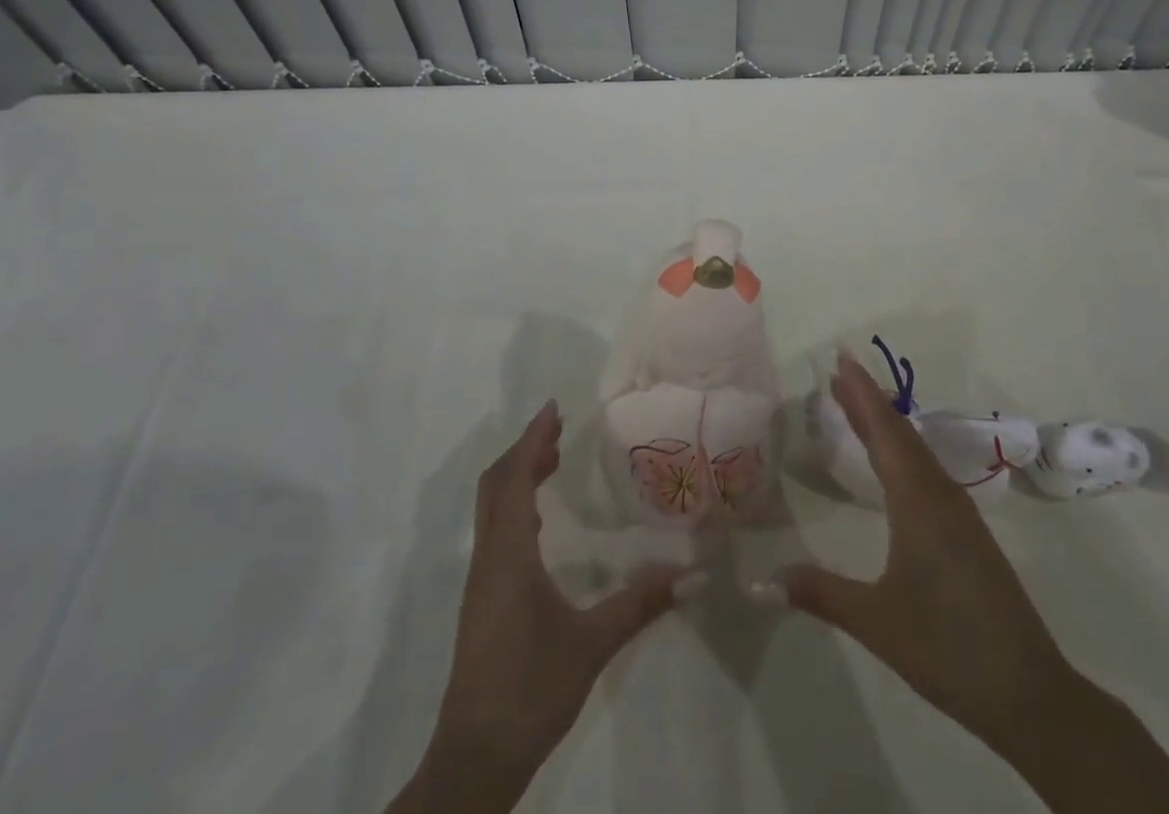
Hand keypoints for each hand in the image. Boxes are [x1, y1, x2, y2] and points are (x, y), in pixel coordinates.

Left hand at [390, 402, 692, 813]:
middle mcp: (488, 557)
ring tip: (553, 460)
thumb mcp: (592, 643)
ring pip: (491, 508)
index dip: (531, 439)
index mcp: (509, 554)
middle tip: (560, 429)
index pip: (513, 477)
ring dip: (518, 475)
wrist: (474, 759)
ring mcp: (481, 580)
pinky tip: (540, 519)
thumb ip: (640, 603)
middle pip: (496, 485)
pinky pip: (495, 531)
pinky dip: (514, 504)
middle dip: (525, 450)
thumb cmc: (531, 690)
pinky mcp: (482, 600)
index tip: (554, 409)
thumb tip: (693, 574)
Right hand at [771, 352, 1168, 813]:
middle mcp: (940, 495)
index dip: (861, 393)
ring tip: (855, 405)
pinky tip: (893, 464)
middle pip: (900, 434)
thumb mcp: (876, 621)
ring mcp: (958, 514)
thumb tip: (762, 579)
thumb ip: (820, 593)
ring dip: (884, 425)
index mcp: (918, 501)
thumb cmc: (948, 647)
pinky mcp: (967, 533)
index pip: (884, 432)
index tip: (841, 358)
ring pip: (916, 452)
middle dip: (868, 401)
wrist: (1029, 693)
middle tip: (838, 372)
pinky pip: (926, 472)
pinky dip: (901, 451)